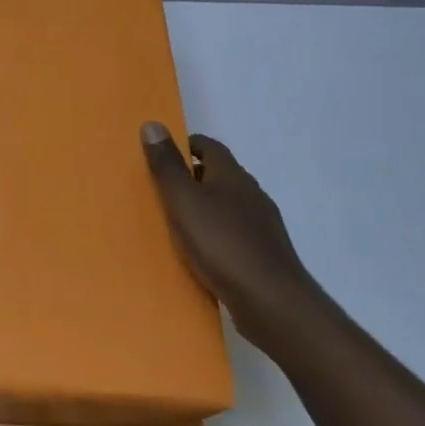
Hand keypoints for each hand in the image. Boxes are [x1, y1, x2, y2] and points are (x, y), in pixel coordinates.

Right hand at [141, 122, 321, 350]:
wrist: (272, 301)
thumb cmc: (222, 243)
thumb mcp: (183, 201)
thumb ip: (167, 166)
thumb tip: (152, 124)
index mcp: (232, 175)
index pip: (209, 147)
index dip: (185, 146)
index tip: (160, 155)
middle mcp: (251, 193)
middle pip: (219, 175)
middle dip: (191, 178)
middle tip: (160, 190)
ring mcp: (262, 225)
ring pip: (227, 206)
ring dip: (204, 209)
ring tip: (175, 224)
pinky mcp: (264, 254)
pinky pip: (234, 234)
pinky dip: (215, 236)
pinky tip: (200, 255)